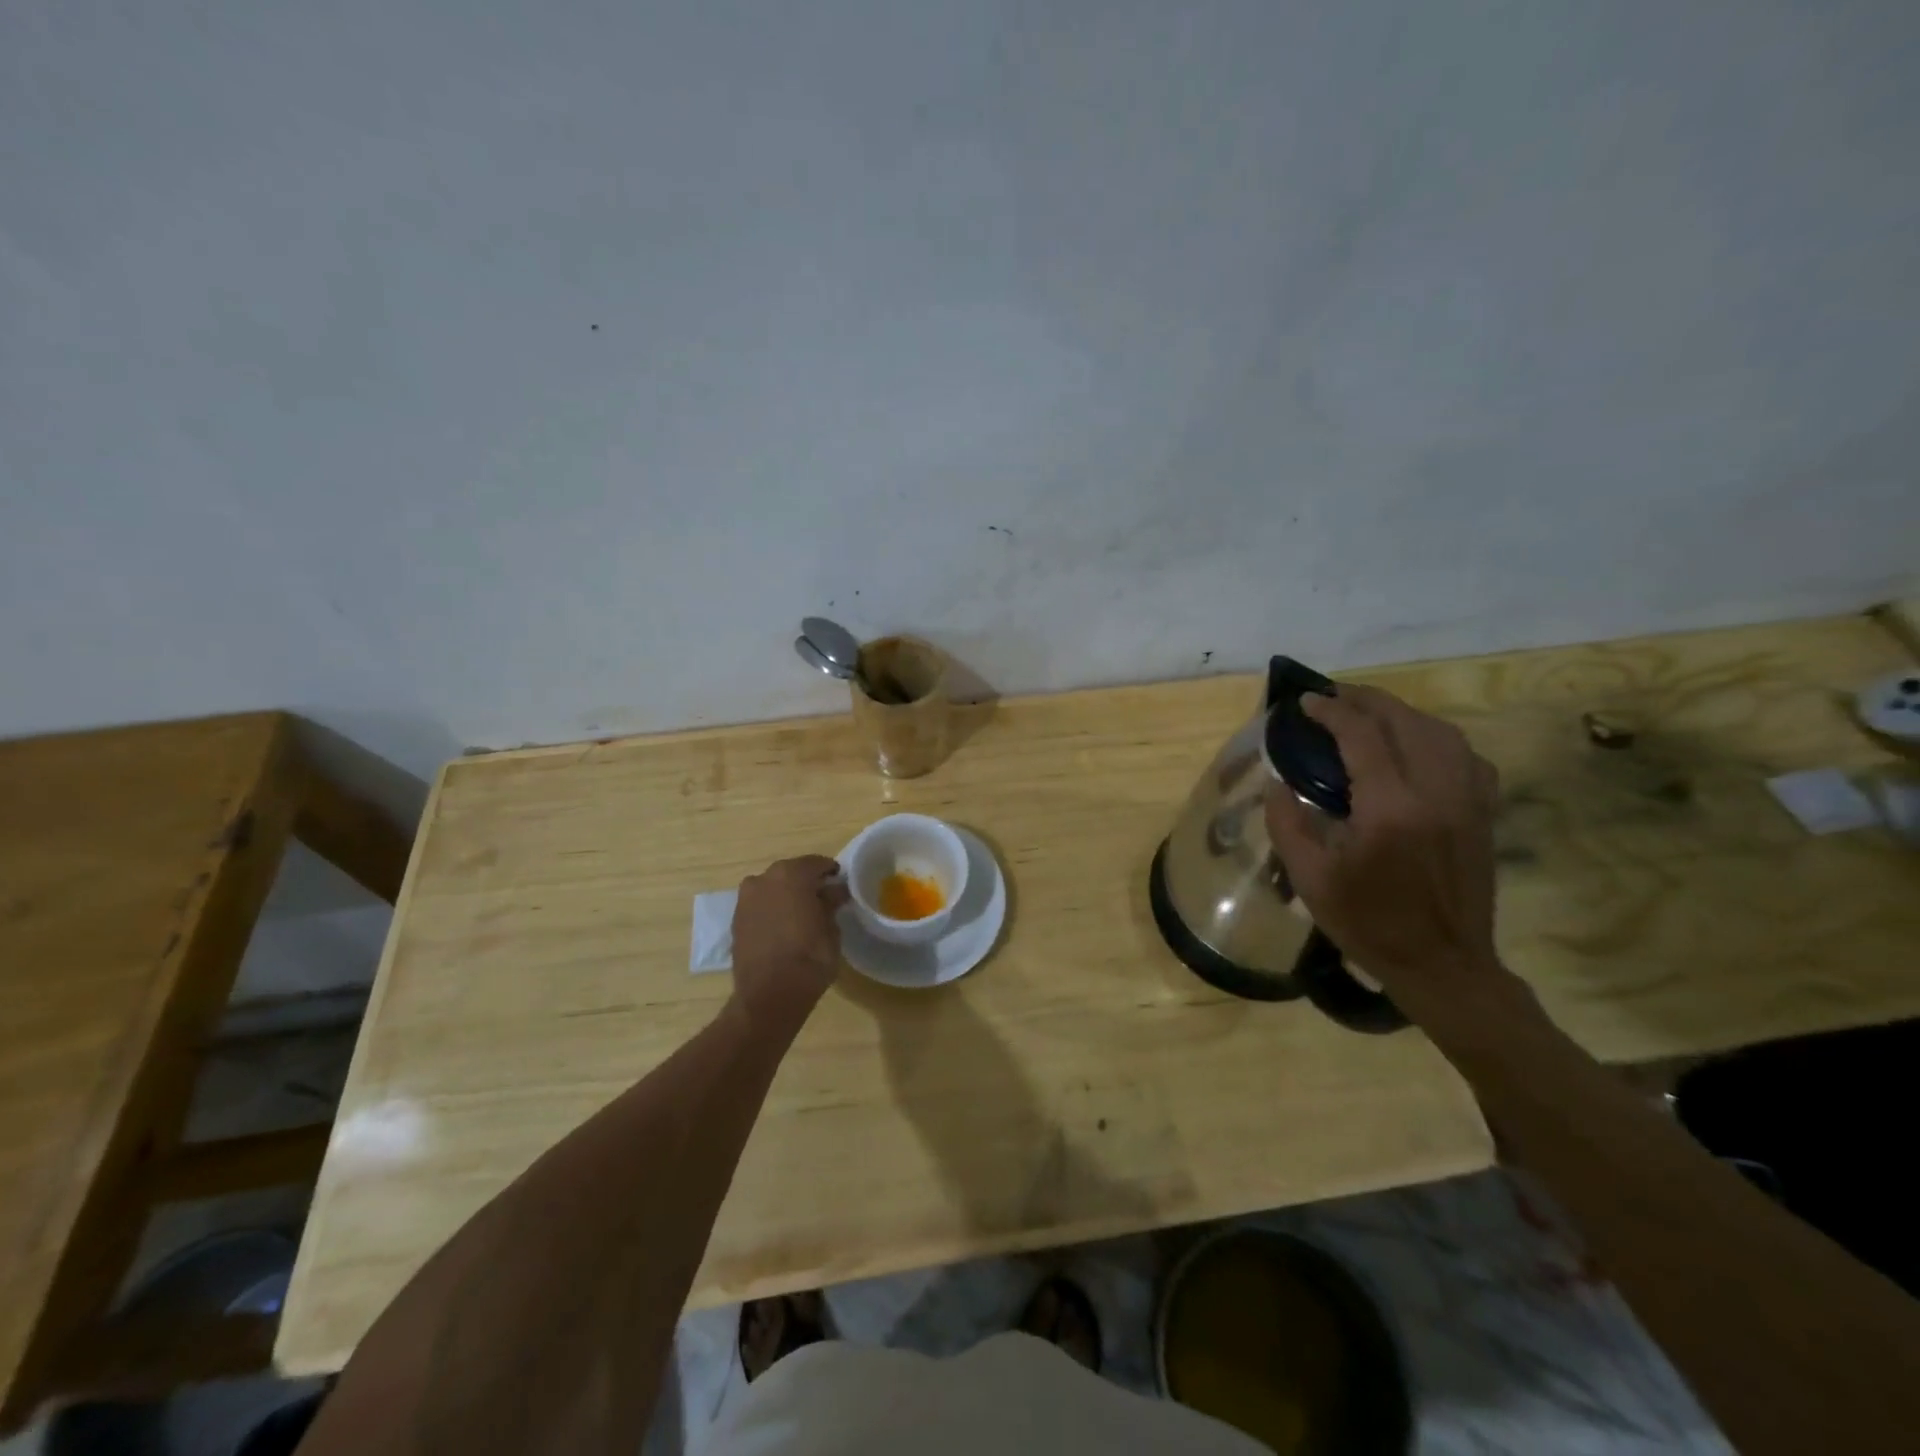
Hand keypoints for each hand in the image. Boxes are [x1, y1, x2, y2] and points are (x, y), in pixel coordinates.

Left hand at [730, 856, 849, 1033]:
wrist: (769, 996)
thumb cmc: (810, 958)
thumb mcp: (831, 928)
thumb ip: (831, 903)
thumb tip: (834, 892)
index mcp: (791, 874)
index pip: (817, 864)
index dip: (831, 873)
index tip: (840, 885)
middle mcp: (764, 878)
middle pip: (791, 873)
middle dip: (807, 883)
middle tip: (823, 900)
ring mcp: (746, 898)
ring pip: (773, 888)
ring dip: (787, 895)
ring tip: (801, 915)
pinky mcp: (736, 919)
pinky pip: (760, 905)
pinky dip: (772, 910)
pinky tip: (783, 927)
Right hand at [1265, 684, 1503, 1003]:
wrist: (1443, 965)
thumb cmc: (1368, 923)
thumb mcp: (1310, 878)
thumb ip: (1287, 823)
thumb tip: (1277, 782)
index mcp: (1391, 809)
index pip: (1362, 736)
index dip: (1331, 711)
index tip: (1305, 702)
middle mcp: (1436, 793)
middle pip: (1405, 721)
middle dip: (1366, 700)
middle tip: (1334, 697)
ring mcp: (1468, 801)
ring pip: (1442, 732)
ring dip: (1403, 713)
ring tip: (1371, 714)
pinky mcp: (1483, 814)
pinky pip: (1467, 757)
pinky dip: (1438, 739)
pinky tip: (1418, 746)